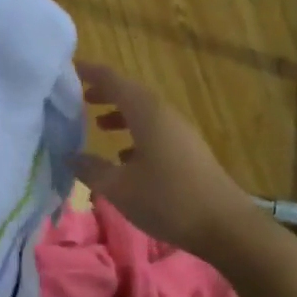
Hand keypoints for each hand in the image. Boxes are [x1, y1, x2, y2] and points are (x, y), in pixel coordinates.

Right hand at [74, 62, 251, 259]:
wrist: (226, 227)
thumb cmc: (167, 200)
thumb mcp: (119, 188)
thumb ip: (91, 169)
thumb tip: (70, 155)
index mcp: (148, 114)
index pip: (114, 82)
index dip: (92, 73)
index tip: (71, 69)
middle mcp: (165, 116)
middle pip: (132, 94)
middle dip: (106, 93)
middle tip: (81, 98)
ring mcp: (181, 134)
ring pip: (145, 114)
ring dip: (121, 114)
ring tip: (98, 125)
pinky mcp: (189, 153)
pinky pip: (156, 131)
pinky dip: (136, 134)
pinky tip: (125, 158)